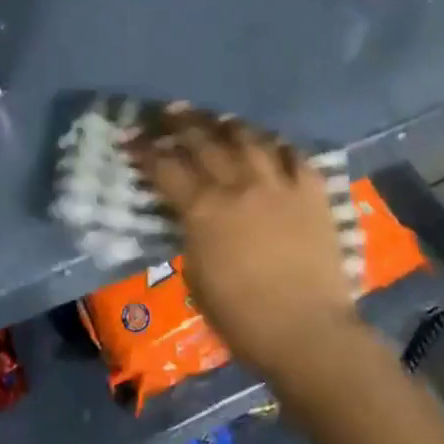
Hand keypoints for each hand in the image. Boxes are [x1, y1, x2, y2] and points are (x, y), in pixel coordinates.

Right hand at [131, 107, 361, 379]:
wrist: (308, 333)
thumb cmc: (243, 319)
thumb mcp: (197, 278)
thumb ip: (191, 235)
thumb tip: (190, 216)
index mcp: (203, 208)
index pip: (164, 166)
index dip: (144, 149)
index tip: (131, 136)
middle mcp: (237, 184)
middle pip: (203, 139)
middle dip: (182, 121)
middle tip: (170, 110)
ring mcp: (277, 183)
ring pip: (248, 136)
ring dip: (229, 125)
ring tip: (220, 120)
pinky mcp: (312, 191)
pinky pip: (294, 154)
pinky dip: (279, 146)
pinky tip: (271, 144)